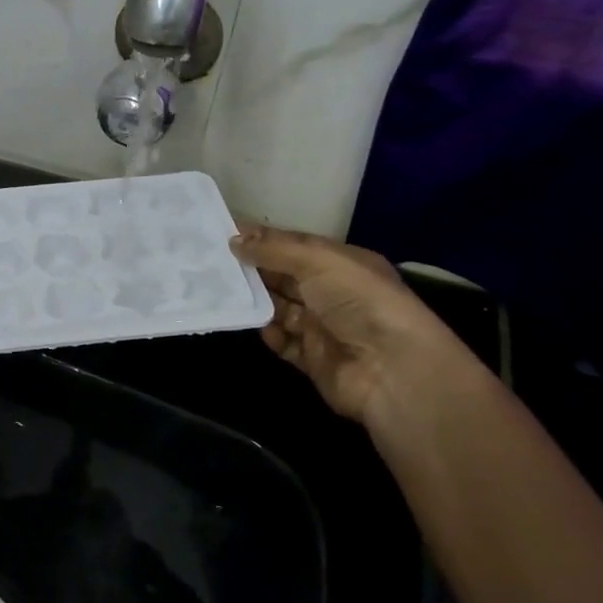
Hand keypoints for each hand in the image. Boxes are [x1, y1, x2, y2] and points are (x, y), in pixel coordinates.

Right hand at [231, 224, 460, 424]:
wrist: (391, 369)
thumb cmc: (359, 300)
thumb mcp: (317, 260)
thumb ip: (274, 249)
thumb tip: (234, 240)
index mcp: (342, 263)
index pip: (294, 245)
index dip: (262, 239)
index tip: (224, 233)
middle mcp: (333, 292)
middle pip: (283, 276)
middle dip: (253, 269)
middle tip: (211, 262)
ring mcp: (323, 327)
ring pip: (279, 308)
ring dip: (255, 301)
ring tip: (220, 291)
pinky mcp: (313, 358)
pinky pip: (283, 342)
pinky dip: (269, 333)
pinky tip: (255, 325)